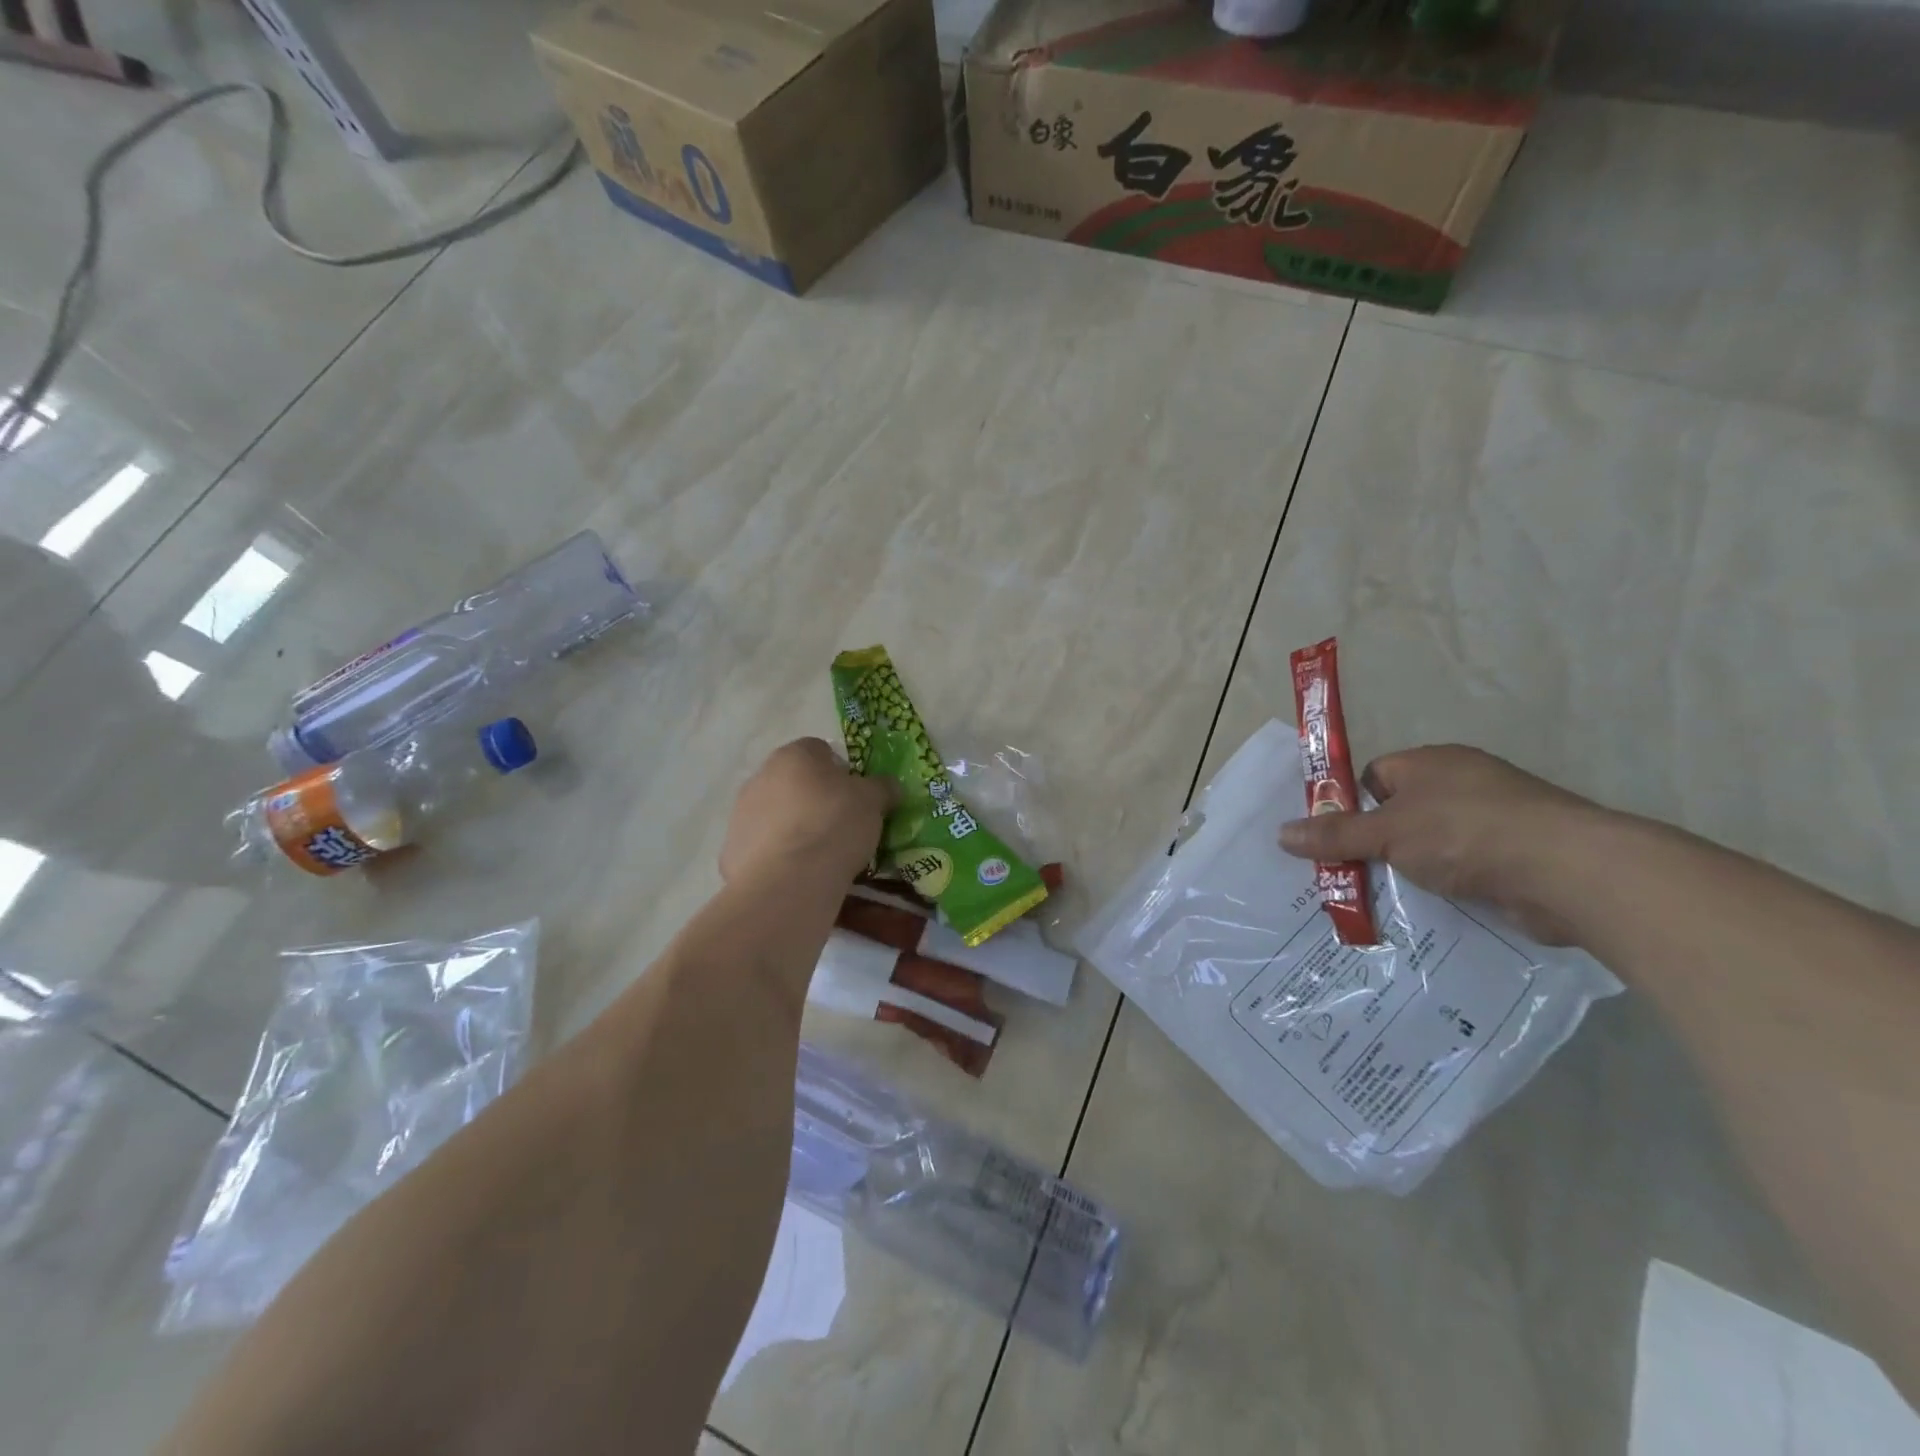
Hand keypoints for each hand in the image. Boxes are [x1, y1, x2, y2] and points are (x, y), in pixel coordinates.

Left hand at [720, 738, 895, 887]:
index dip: (841, 770)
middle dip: (815, 799)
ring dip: (795, 826)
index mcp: (794, 755)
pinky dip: (778, 855)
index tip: (856, 796)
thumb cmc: (834, 825)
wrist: (789, 880)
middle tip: (841, 825)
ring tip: (820, 855)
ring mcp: (741, 813)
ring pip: (777, 814)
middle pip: (795, 781)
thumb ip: (883, 788)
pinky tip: (798, 874)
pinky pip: (763, 846)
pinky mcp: (732, 850)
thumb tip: (890, 786)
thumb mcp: (873, 802)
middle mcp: (761, 776)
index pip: (820, 749)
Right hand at [1278, 745, 1604, 944]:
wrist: (1567, 870)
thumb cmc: (1464, 833)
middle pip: (1400, 811)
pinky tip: (1429, 909)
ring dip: (1410, 868)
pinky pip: (1463, 867)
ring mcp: (1494, 818)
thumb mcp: (1387, 833)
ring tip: (1381, 898)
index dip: (1349, 804)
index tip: (1333, 838)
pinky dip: (1446, 885)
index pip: (1374, 776)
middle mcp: (1462, 783)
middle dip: (1375, 842)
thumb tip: (1282, 833)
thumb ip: (1335, 835)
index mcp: (1430, 763)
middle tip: (1347, 872)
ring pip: (1431, 843)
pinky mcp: (1517, 855)